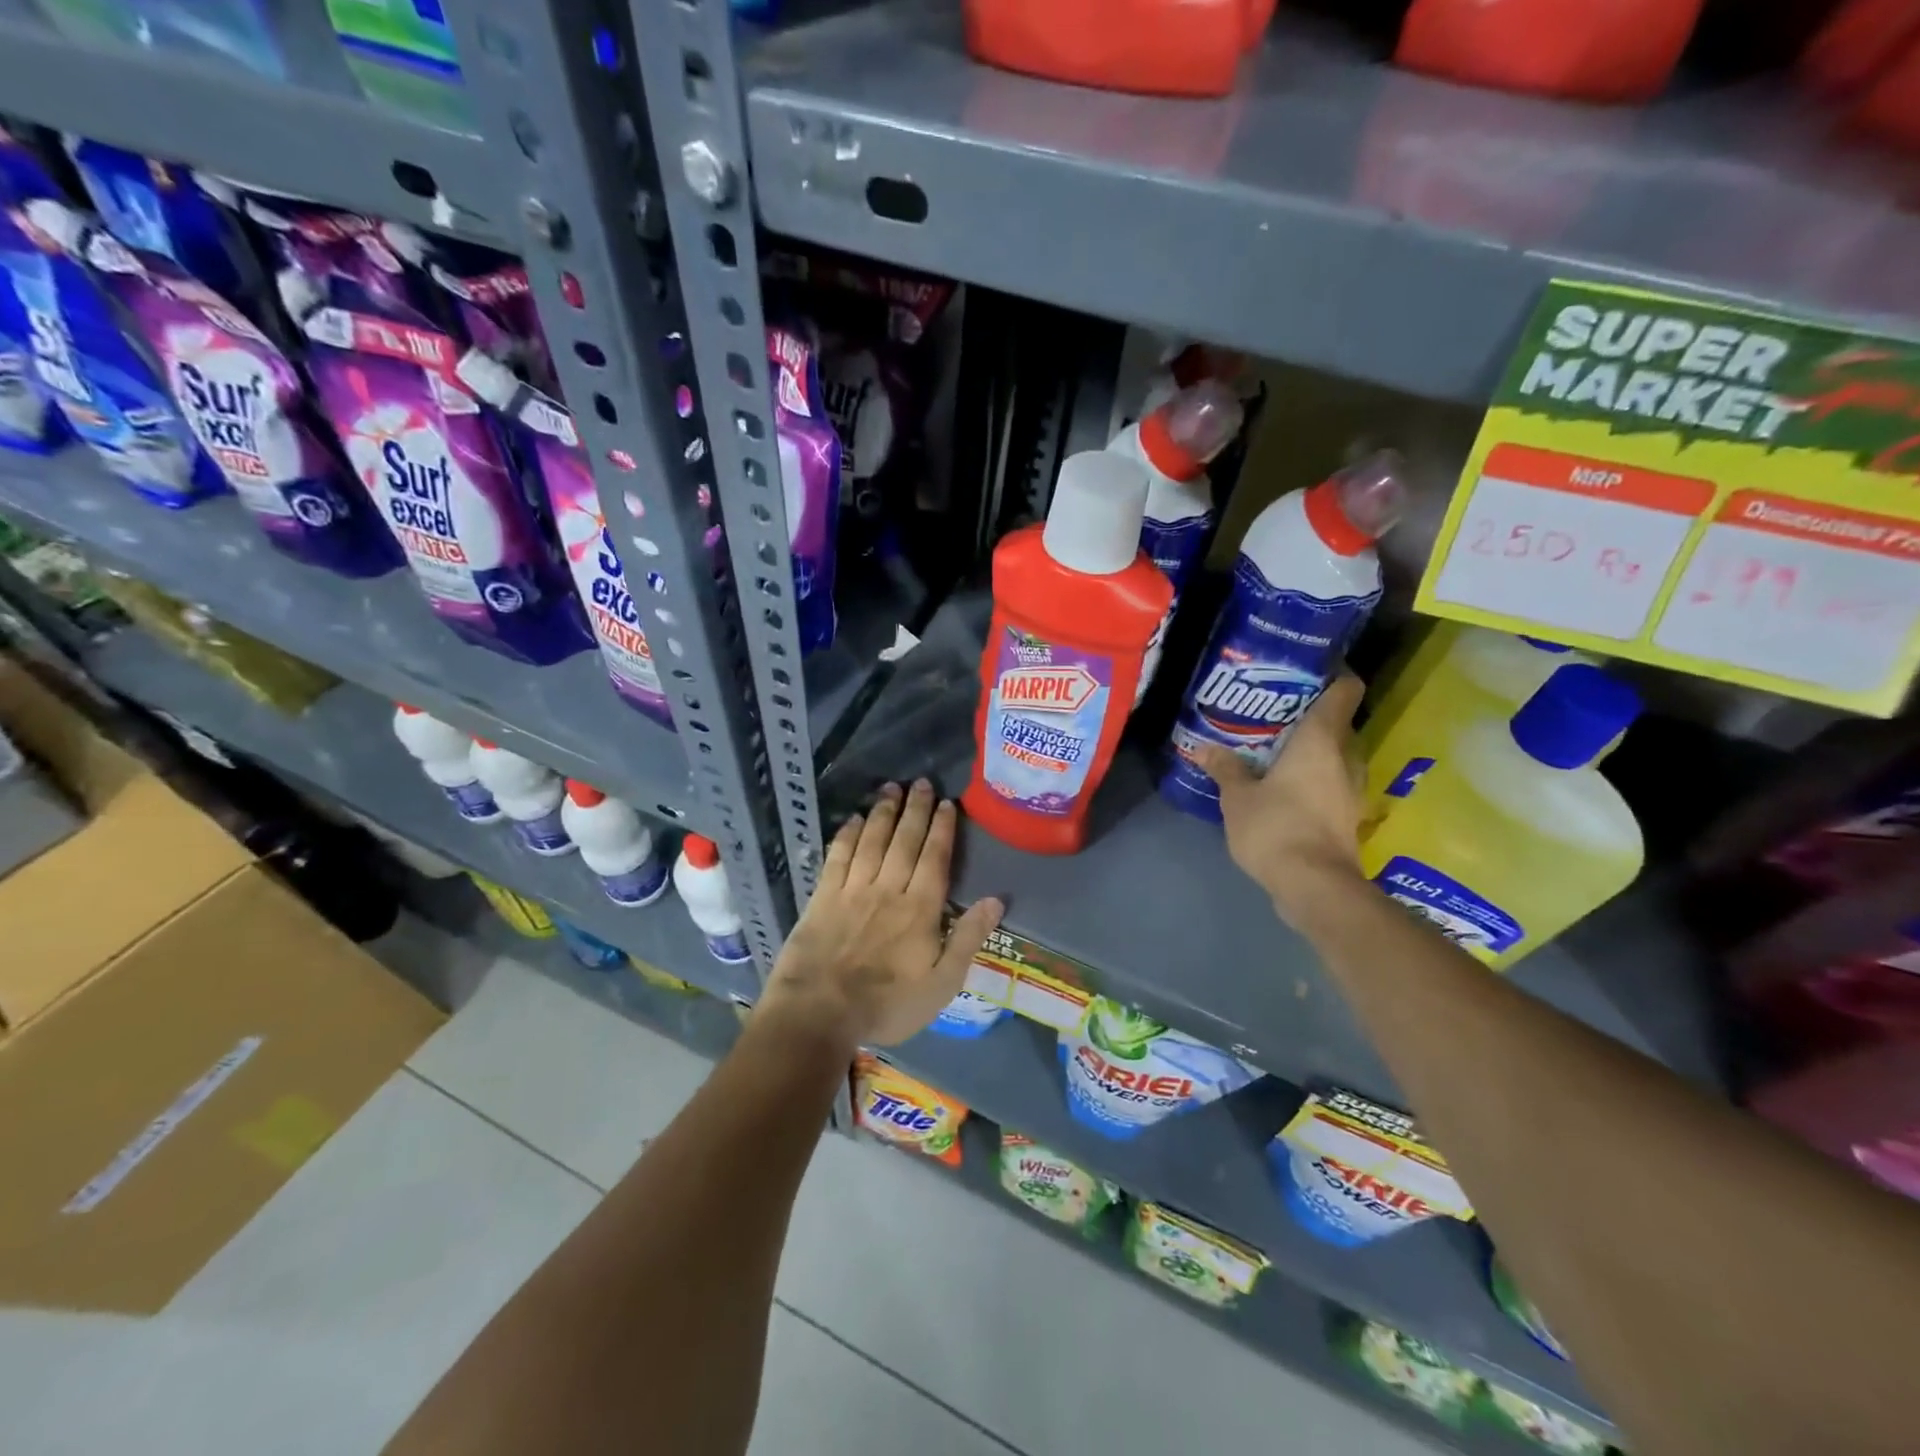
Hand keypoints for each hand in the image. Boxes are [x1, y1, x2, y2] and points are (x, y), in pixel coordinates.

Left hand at [762, 780, 1003, 1047]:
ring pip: (872, 841)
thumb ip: (968, 939)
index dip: (942, 828)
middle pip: (905, 840)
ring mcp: (853, 890)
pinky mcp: (823, 897)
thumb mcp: (942, 984)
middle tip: (921, 782)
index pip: (934, 858)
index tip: (947, 803)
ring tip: (891, 788)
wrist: (820, 1012)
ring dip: (883, 812)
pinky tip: (853, 819)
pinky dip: (847, 835)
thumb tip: (996, 900)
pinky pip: (838, 857)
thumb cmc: (887, 1004)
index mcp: (920, 909)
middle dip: (915, 809)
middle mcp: (888, 889)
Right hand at [1192, 674, 1368, 924]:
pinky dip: (1314, 776)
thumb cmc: (1276, 827)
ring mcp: (1350, 788)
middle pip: (1339, 722)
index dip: (1334, 673)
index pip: (1345, 689)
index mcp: (1321, 740)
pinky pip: (1332, 781)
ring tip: (1276, 746)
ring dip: (1313, 749)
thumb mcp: (1237, 797)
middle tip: (1276, 711)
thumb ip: (1225, 768)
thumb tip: (1204, 748)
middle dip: (1312, 714)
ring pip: (1336, 754)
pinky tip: (1284, 783)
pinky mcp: (1347, 814)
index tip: (1308, 669)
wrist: (1314, 886)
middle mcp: (1344, 756)